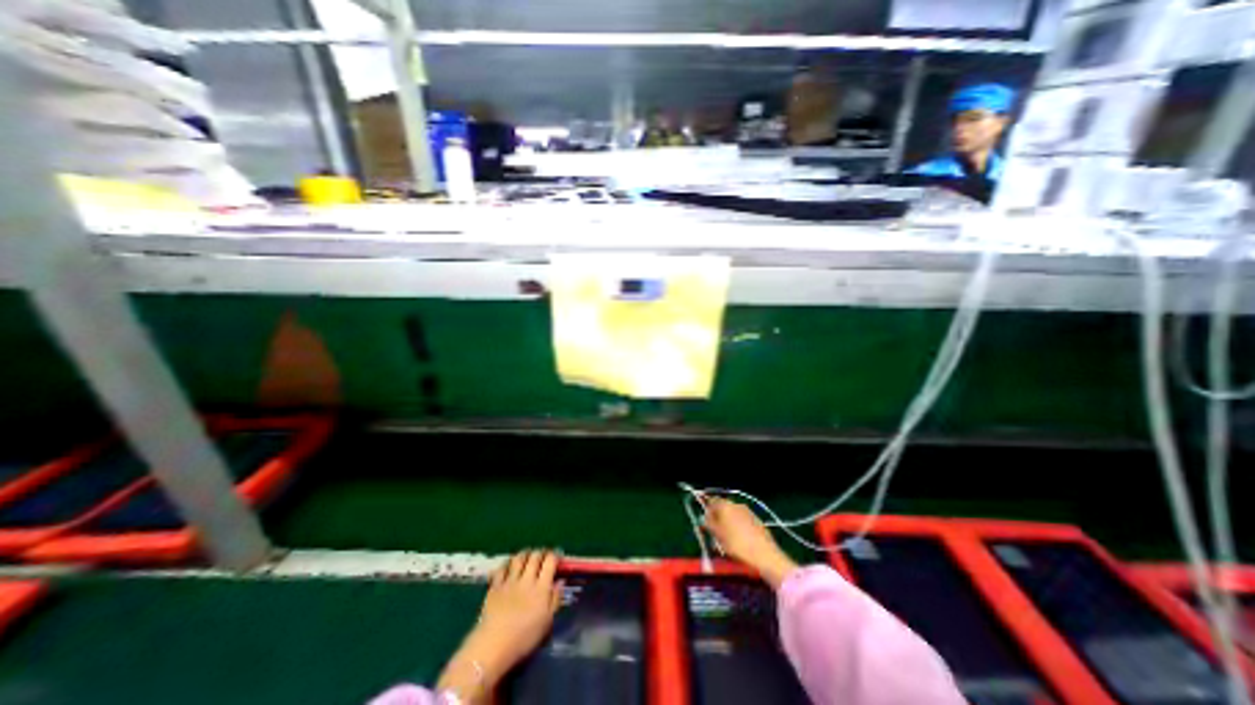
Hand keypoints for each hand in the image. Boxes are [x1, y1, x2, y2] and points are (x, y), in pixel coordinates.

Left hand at [439, 547, 560, 700]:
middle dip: (541, 553)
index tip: (558, 557)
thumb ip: (555, 599)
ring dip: (525, 554)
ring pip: (519, 558)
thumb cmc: (523, 638)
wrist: (492, 647)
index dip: (555, 555)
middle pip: (535, 556)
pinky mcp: (495, 586)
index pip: (550, 561)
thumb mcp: (546, 622)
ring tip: (528, 556)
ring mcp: (510, 581)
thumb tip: (560, 581)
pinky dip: (507, 564)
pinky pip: (502, 568)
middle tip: (544, 556)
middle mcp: (527, 579)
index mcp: (541, 588)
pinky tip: (509, 566)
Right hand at [703, 497, 797, 591]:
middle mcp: (737, 504)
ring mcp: (748, 512)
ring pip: (733, 515)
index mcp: (726, 505)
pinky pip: (742, 521)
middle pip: (723, 508)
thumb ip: (710, 524)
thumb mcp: (718, 536)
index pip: (712, 502)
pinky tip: (739, 541)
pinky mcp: (757, 521)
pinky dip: (738, 527)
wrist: (765, 555)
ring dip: (728, 524)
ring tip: (727, 540)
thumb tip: (705, 518)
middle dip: (718, 518)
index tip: (706, 523)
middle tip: (715, 533)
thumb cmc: (737, 544)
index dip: (707, 511)